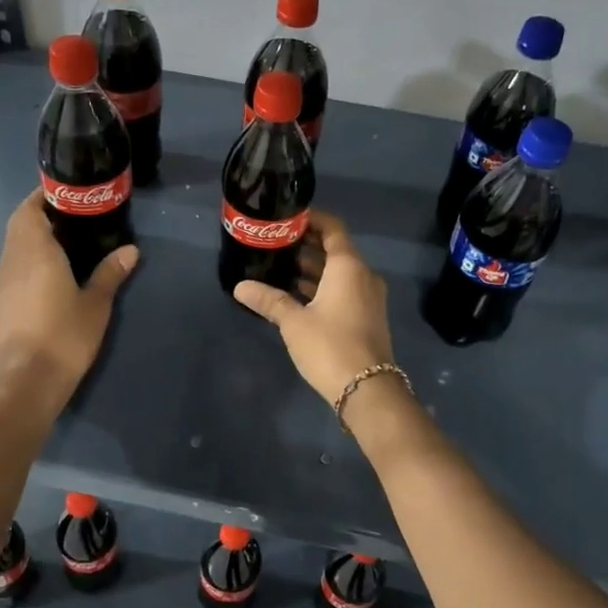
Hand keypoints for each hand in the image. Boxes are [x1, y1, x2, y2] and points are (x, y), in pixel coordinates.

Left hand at [0, 190, 137, 410]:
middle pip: (19, 224)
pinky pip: (14, 264)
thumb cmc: (65, 335)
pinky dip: (29, 255)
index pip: (30, 209)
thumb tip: (130, 250)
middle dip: (40, 213)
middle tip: (72, 215)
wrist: (30, 379)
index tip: (67, 193)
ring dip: (33, 235)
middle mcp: (13, 259)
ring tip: (66, 239)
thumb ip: (110, 272)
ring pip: (14, 244)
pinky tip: (51, 270)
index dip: (44, 197)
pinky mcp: (2, 300)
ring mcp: (4, 280)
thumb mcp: (96, 303)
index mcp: (35, 251)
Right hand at [233, 211, 394, 406]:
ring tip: (279, 268)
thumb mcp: (294, 322)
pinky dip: (322, 287)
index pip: (333, 228)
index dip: (312, 219)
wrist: (367, 389)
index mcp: (349, 267)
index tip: (287, 218)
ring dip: (313, 269)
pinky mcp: (367, 317)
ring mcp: (368, 297)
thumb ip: (269, 300)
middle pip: (335, 250)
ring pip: (339, 273)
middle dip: (306, 246)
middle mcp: (363, 275)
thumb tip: (240, 287)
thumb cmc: (330, 346)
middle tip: (275, 244)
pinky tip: (297, 296)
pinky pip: (344, 290)